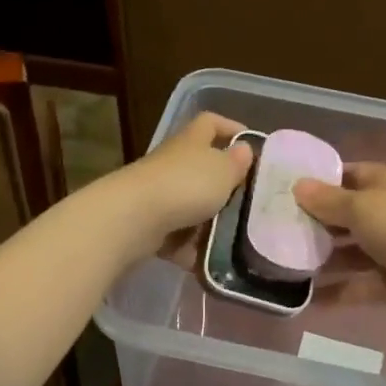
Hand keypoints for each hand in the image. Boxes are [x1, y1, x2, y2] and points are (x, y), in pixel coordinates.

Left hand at [113, 112, 253, 253]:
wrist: (135, 218)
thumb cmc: (186, 185)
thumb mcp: (223, 170)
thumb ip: (237, 162)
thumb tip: (244, 150)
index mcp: (191, 142)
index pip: (210, 123)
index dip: (231, 128)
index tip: (251, 145)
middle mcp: (173, 164)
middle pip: (202, 170)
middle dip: (226, 188)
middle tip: (250, 204)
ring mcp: (159, 195)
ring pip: (192, 208)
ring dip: (211, 225)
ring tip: (235, 241)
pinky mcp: (150, 225)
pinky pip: (178, 237)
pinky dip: (191, 249)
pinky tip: (208, 263)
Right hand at [293, 163, 385, 321]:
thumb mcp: (360, 208)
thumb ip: (327, 200)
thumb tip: (297, 185)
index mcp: (385, 184)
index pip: (348, 175)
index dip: (320, 181)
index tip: (286, 191)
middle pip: (345, 215)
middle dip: (315, 223)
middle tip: (276, 230)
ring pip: (349, 252)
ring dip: (322, 259)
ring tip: (285, 265)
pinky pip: (356, 284)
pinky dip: (335, 291)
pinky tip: (306, 299)